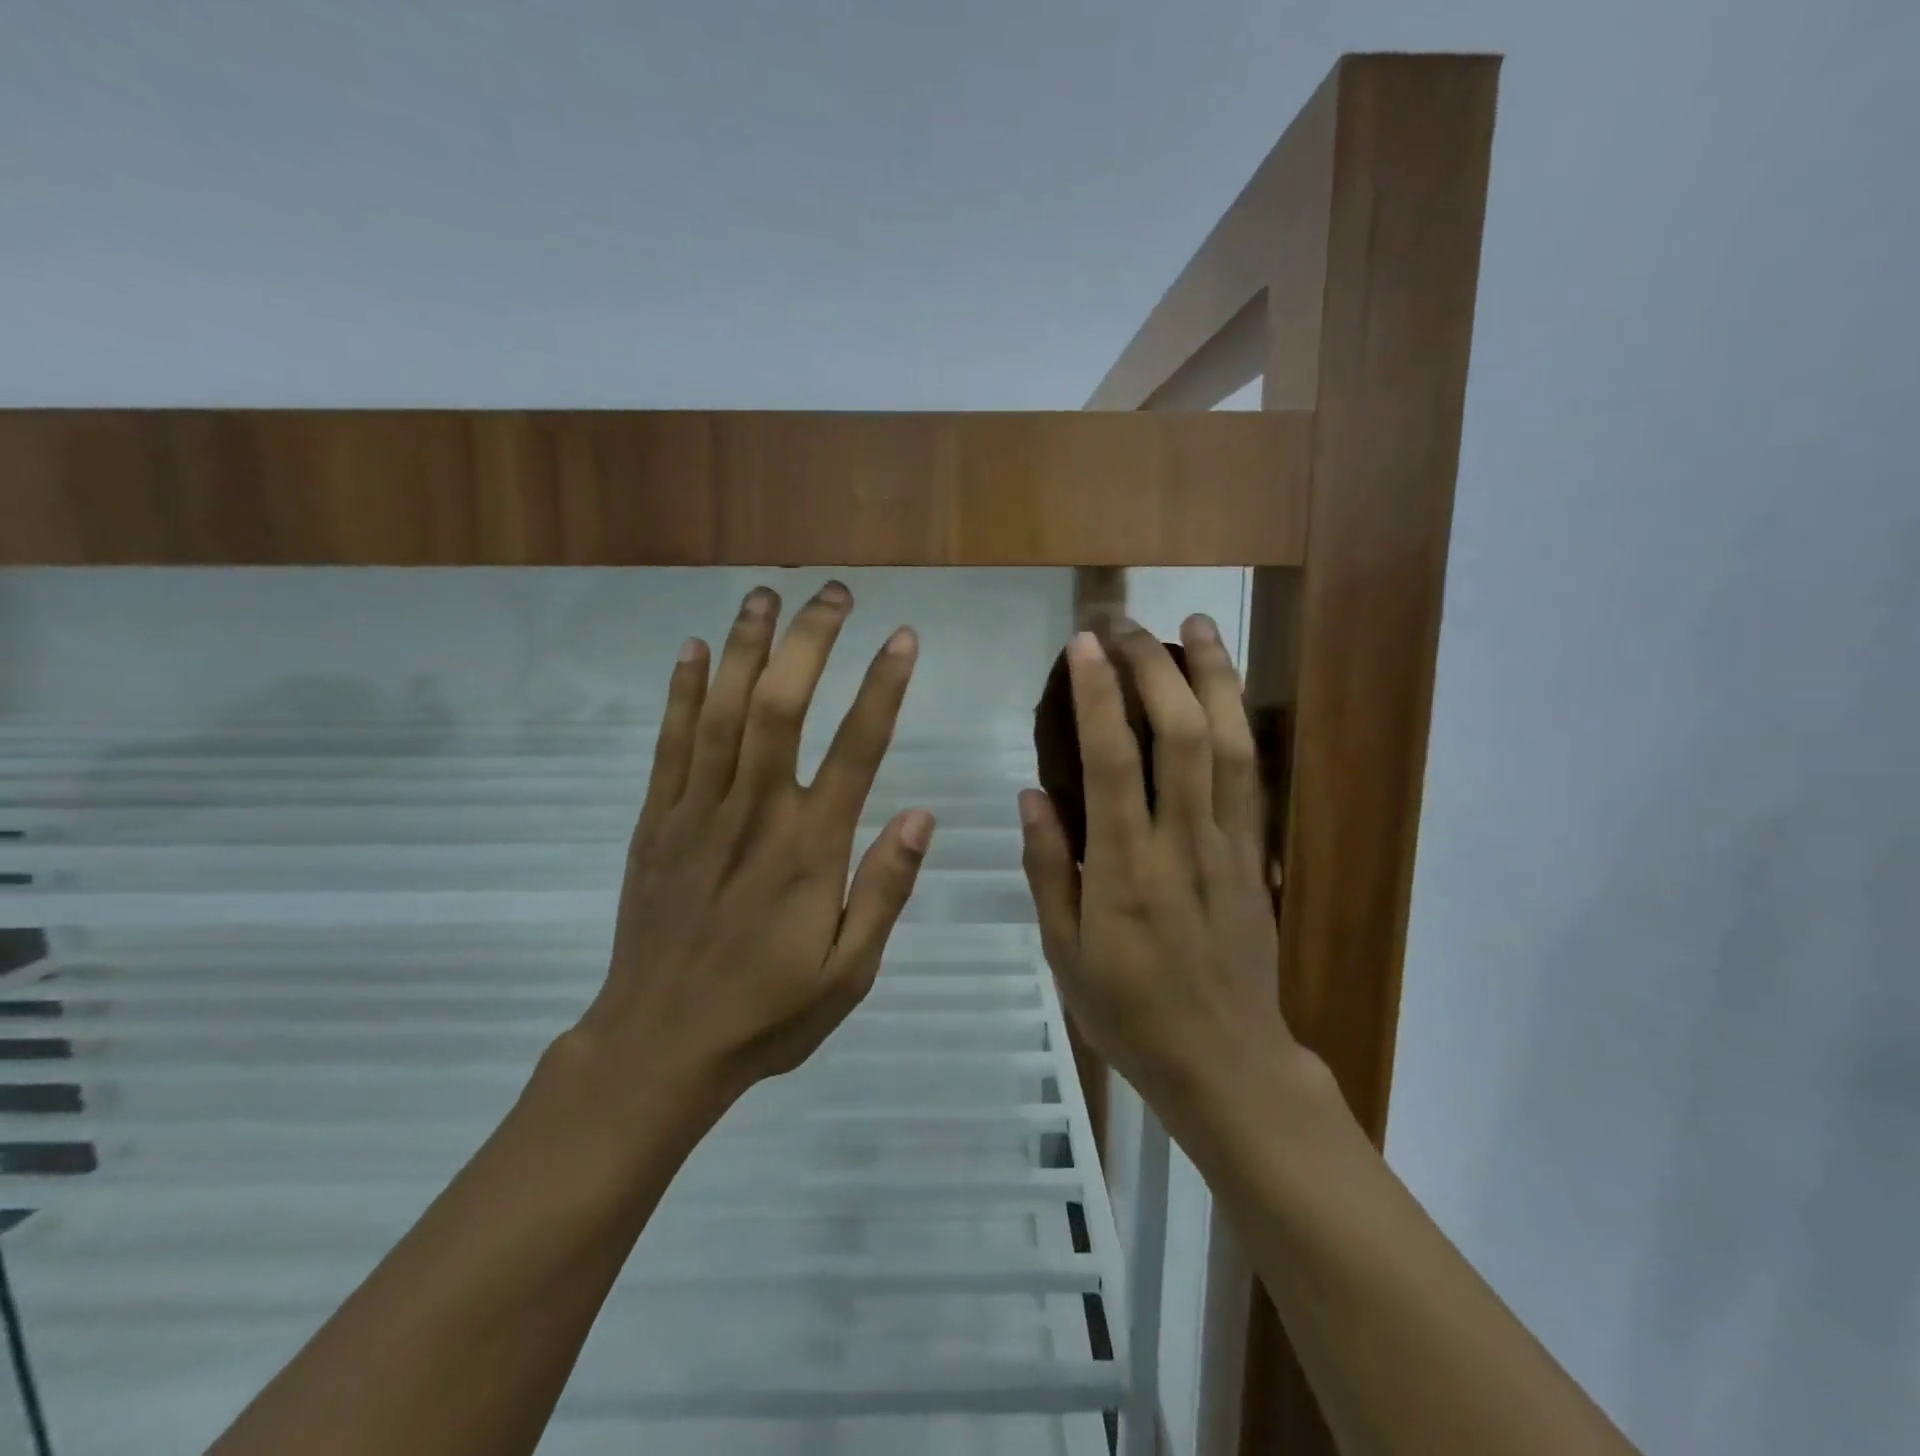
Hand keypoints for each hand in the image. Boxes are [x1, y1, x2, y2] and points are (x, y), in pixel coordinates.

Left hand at [570, 582, 934, 1120]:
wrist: (658, 1045)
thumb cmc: (767, 1012)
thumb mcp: (849, 971)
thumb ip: (885, 890)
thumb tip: (921, 814)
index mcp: (809, 850)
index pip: (856, 749)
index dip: (882, 687)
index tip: (902, 638)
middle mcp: (754, 814)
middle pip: (781, 706)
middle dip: (809, 641)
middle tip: (834, 593)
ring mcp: (697, 811)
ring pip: (721, 710)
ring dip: (744, 645)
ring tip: (764, 594)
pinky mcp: (656, 821)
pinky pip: (670, 744)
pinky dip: (681, 692)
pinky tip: (692, 650)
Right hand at [1019, 618, 1297, 1116]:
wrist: (1225, 1060)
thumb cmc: (1129, 1011)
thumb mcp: (1064, 952)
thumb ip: (1047, 868)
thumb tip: (1032, 794)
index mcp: (1123, 869)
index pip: (1112, 761)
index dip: (1098, 695)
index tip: (1083, 645)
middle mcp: (1180, 842)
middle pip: (1179, 734)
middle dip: (1151, 666)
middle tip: (1123, 622)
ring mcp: (1228, 844)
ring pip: (1228, 743)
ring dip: (1212, 676)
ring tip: (1194, 623)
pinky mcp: (1256, 854)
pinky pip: (1252, 775)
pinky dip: (1239, 721)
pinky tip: (1226, 689)